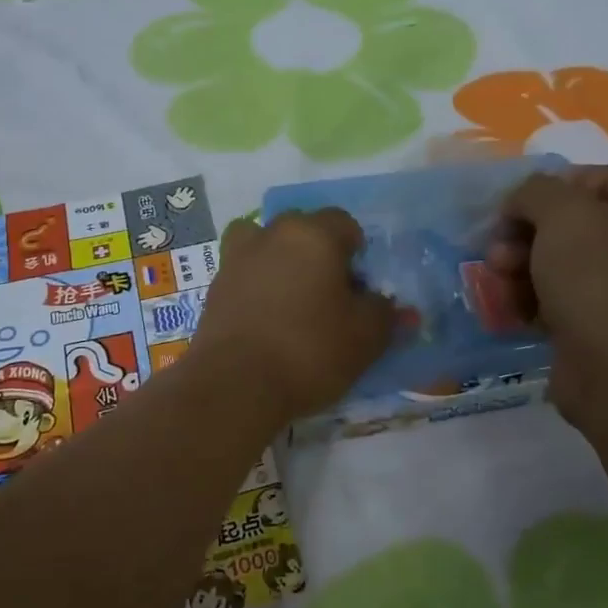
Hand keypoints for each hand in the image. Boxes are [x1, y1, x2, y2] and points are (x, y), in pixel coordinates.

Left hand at [195, 210, 393, 417]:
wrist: (235, 385)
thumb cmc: (309, 350)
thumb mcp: (365, 337)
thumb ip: (384, 313)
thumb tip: (392, 306)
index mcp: (313, 234)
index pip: (344, 223)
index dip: (357, 252)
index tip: (360, 287)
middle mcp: (272, 234)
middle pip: (304, 229)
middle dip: (319, 253)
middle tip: (330, 295)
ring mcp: (237, 257)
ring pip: (267, 245)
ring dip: (281, 262)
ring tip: (292, 300)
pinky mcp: (215, 286)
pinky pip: (245, 273)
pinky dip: (257, 285)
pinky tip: (268, 319)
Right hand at [490, 165, 607, 428]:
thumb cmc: (600, 278)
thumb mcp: (563, 212)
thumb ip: (535, 191)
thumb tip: (521, 203)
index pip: (590, 178)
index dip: (546, 188)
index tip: (511, 208)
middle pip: (568, 223)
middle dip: (523, 234)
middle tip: (497, 251)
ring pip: (556, 262)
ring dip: (518, 267)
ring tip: (498, 280)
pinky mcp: (598, 324)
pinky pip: (556, 299)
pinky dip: (529, 299)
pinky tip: (509, 307)